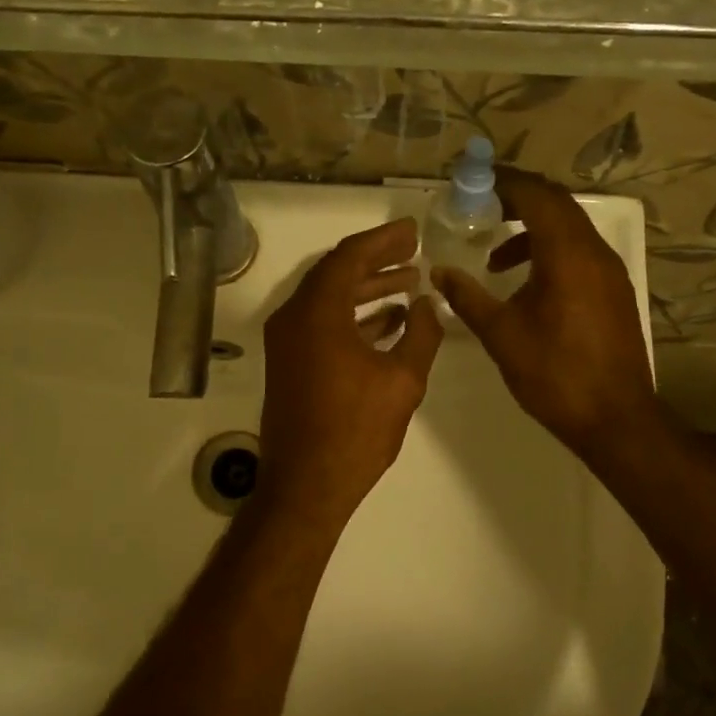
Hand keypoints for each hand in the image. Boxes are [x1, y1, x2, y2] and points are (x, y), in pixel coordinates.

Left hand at [258, 219, 443, 525]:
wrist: (306, 485)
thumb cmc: (356, 430)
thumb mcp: (401, 379)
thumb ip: (421, 334)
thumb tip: (427, 304)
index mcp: (316, 313)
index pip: (350, 257)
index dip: (383, 240)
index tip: (413, 231)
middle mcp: (294, 318)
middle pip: (336, 273)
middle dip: (377, 261)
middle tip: (413, 251)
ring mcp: (288, 342)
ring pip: (329, 299)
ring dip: (367, 289)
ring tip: (408, 282)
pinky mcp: (290, 363)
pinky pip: (323, 324)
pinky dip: (354, 317)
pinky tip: (389, 322)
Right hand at [431, 168, 657, 462]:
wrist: (615, 418)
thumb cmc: (554, 374)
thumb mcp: (501, 335)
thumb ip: (468, 297)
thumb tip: (439, 272)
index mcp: (567, 255)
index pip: (536, 196)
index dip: (504, 182)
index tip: (473, 182)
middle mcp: (594, 252)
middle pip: (556, 205)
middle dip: (517, 200)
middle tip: (480, 207)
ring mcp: (610, 272)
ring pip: (570, 230)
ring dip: (533, 230)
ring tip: (496, 259)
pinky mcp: (614, 292)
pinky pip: (580, 253)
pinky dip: (550, 252)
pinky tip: (527, 285)